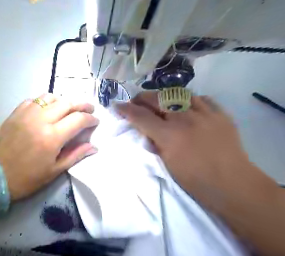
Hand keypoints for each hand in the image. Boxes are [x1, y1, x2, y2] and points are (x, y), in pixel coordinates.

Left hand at [0, 93, 96, 200]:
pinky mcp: (16, 113)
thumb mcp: (55, 171)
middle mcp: (40, 120)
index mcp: (52, 137)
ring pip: (50, 97)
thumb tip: (94, 147)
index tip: (95, 121)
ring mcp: (26, 114)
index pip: (78, 120)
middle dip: (82, 104)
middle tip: (89, 108)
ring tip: (68, 108)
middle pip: (67, 103)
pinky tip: (47, 109)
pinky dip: (45, 102)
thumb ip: (76, 155)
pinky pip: (34, 100)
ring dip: (63, 100)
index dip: (90, 119)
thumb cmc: (27, 178)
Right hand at [113, 92, 248, 197]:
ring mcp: (205, 113)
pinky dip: (188, 99)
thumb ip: (152, 141)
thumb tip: (143, 129)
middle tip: (135, 102)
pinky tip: (185, 106)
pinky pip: (200, 98)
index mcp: (169, 135)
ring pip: (178, 93)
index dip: (126, 109)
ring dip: (163, 96)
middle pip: (157, 98)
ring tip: (158, 102)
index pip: (141, 116)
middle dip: (141, 98)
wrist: (232, 185)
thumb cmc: (193, 179)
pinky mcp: (220, 114)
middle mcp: (185, 118)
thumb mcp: (164, 162)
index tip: (117, 105)